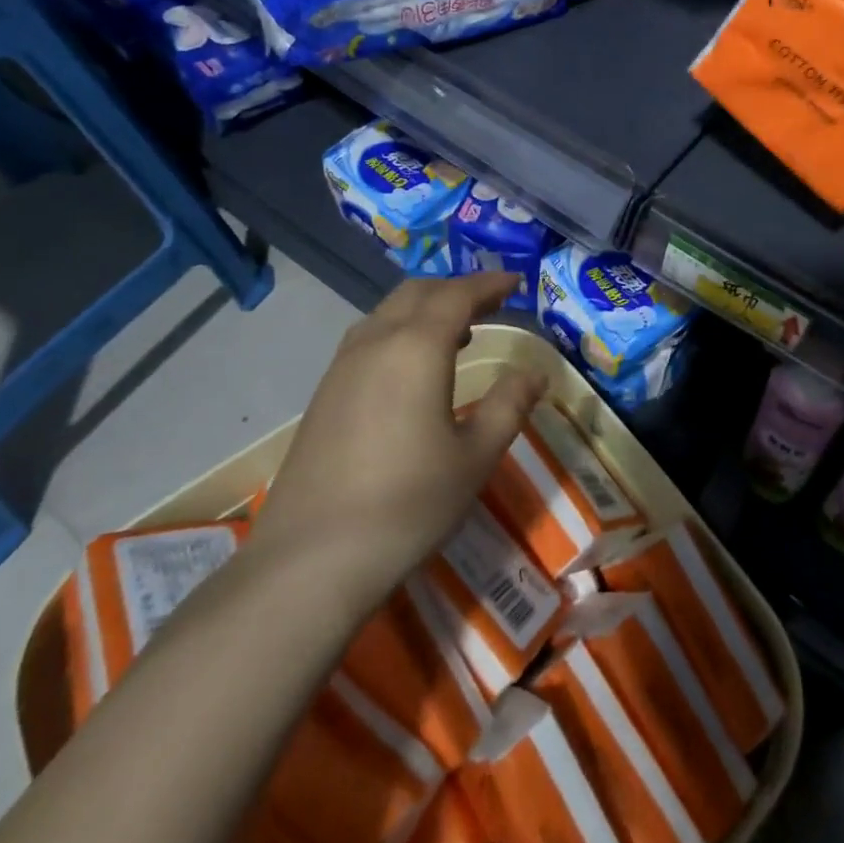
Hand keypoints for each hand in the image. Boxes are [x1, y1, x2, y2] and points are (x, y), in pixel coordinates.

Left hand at [253, 272, 545, 604]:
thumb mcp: (475, 457)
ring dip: (425, 309)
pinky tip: (412, 369)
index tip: (515, 282)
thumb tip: (533, 373)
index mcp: (416, 347)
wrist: (310, 560)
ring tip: (458, 333)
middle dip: (456, 289)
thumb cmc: (408, 504)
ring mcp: (342, 367)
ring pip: (387, 312)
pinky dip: (400, 331)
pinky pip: (368, 338)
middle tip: (490, 303)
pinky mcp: (324, 394)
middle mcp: (376, 342)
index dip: (489, 284)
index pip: (457, 295)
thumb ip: (509, 406)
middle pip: (417, 292)